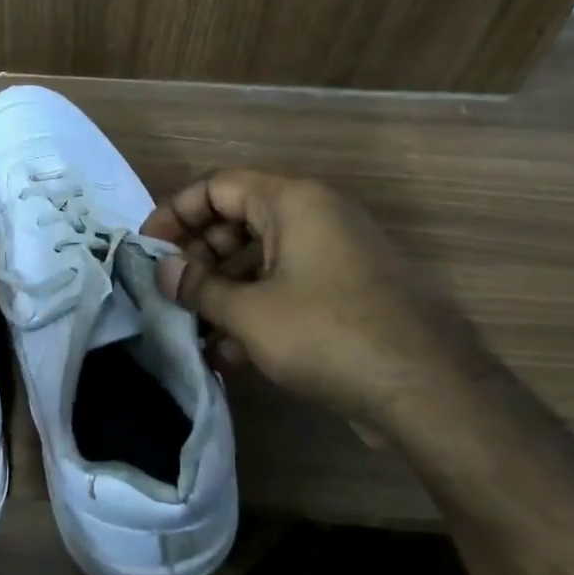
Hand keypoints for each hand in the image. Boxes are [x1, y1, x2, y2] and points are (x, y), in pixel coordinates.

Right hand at [142, 170, 487, 425]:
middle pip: (238, 219)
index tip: (147, 248)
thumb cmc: (327, 333)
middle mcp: (316, 216)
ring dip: (223, 289)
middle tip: (169, 291)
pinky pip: (287, 285)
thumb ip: (199, 287)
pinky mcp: (347, 291)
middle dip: (198, 256)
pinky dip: (255, 308)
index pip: (217, 186)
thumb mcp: (249, 312)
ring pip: (261, 258)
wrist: (426, 388)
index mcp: (293, 202)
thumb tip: (162, 271)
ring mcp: (335, 254)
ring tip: (192, 327)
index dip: (175, 213)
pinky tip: (228, 351)